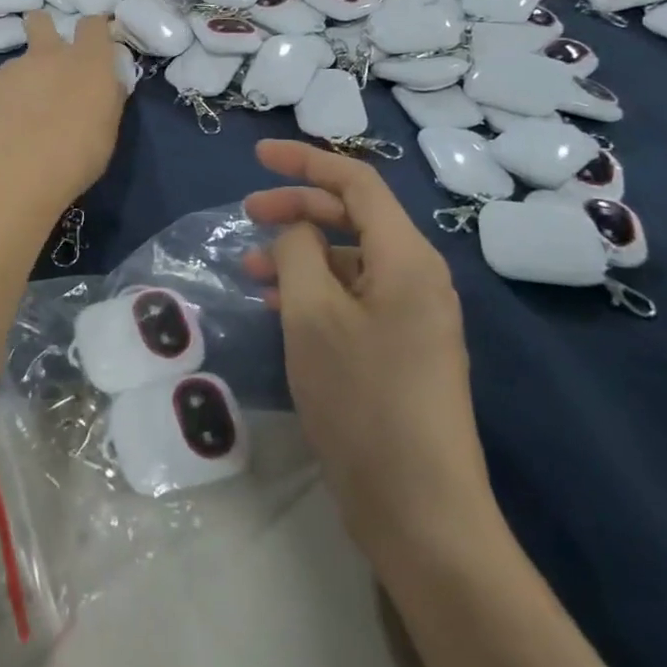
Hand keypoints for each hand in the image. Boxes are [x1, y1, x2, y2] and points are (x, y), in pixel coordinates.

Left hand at [0, 14, 124, 205]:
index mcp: (87, 62)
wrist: (17, 166)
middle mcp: (48, 55)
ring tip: (16, 118)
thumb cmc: (77, 153)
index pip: (92, 26)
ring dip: (19, 82)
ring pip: (15, 65)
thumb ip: (104, 100)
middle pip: (41, 21)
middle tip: (44, 58)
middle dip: (41, 30)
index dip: (91, 32)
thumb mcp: (105, 129)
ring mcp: (11, 68)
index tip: (92, 45)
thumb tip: (103, 88)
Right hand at [243, 140, 498, 565]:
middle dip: (298, 208)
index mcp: (407, 258)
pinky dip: (315, 289)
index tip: (257, 156)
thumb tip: (297, 231)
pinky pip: (354, 296)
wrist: (420, 510)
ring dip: (301, 253)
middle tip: (246, 214)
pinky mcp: (401, 348)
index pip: (356, 183)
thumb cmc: (362, 399)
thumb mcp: (312, 315)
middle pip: (354, 217)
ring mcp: (412, 315)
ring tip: (252, 269)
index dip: (305, 161)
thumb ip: (297, 251)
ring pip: (350, 259)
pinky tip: (279, 306)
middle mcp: (417, 277)